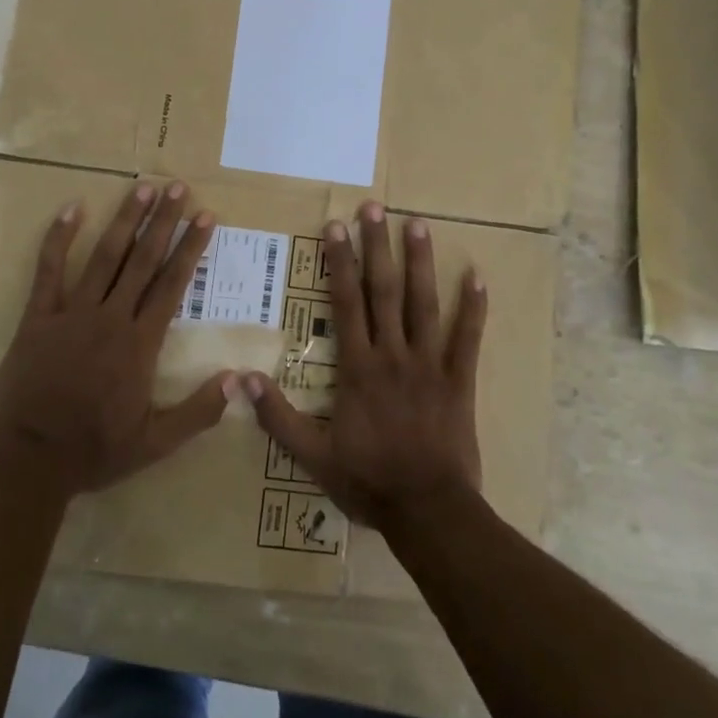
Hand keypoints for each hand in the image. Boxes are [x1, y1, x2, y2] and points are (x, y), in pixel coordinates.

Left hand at [0, 181, 231, 496]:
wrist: (30, 460)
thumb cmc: (95, 451)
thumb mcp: (156, 443)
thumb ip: (199, 412)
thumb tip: (239, 380)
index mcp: (140, 344)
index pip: (172, 285)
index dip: (190, 248)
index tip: (205, 217)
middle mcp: (110, 318)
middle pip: (142, 261)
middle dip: (163, 222)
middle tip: (178, 188)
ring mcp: (72, 314)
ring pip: (104, 257)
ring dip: (125, 221)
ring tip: (142, 189)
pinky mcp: (37, 318)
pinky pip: (48, 271)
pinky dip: (59, 238)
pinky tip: (72, 209)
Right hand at [246, 202, 485, 533]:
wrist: (428, 510)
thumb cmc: (368, 480)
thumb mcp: (312, 455)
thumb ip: (277, 416)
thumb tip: (240, 379)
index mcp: (358, 367)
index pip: (346, 302)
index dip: (340, 262)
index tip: (335, 226)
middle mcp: (393, 355)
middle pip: (384, 291)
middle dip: (377, 246)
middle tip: (374, 207)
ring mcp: (430, 365)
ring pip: (424, 304)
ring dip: (420, 262)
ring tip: (417, 224)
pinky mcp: (459, 381)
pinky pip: (468, 339)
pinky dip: (474, 307)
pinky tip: (476, 276)